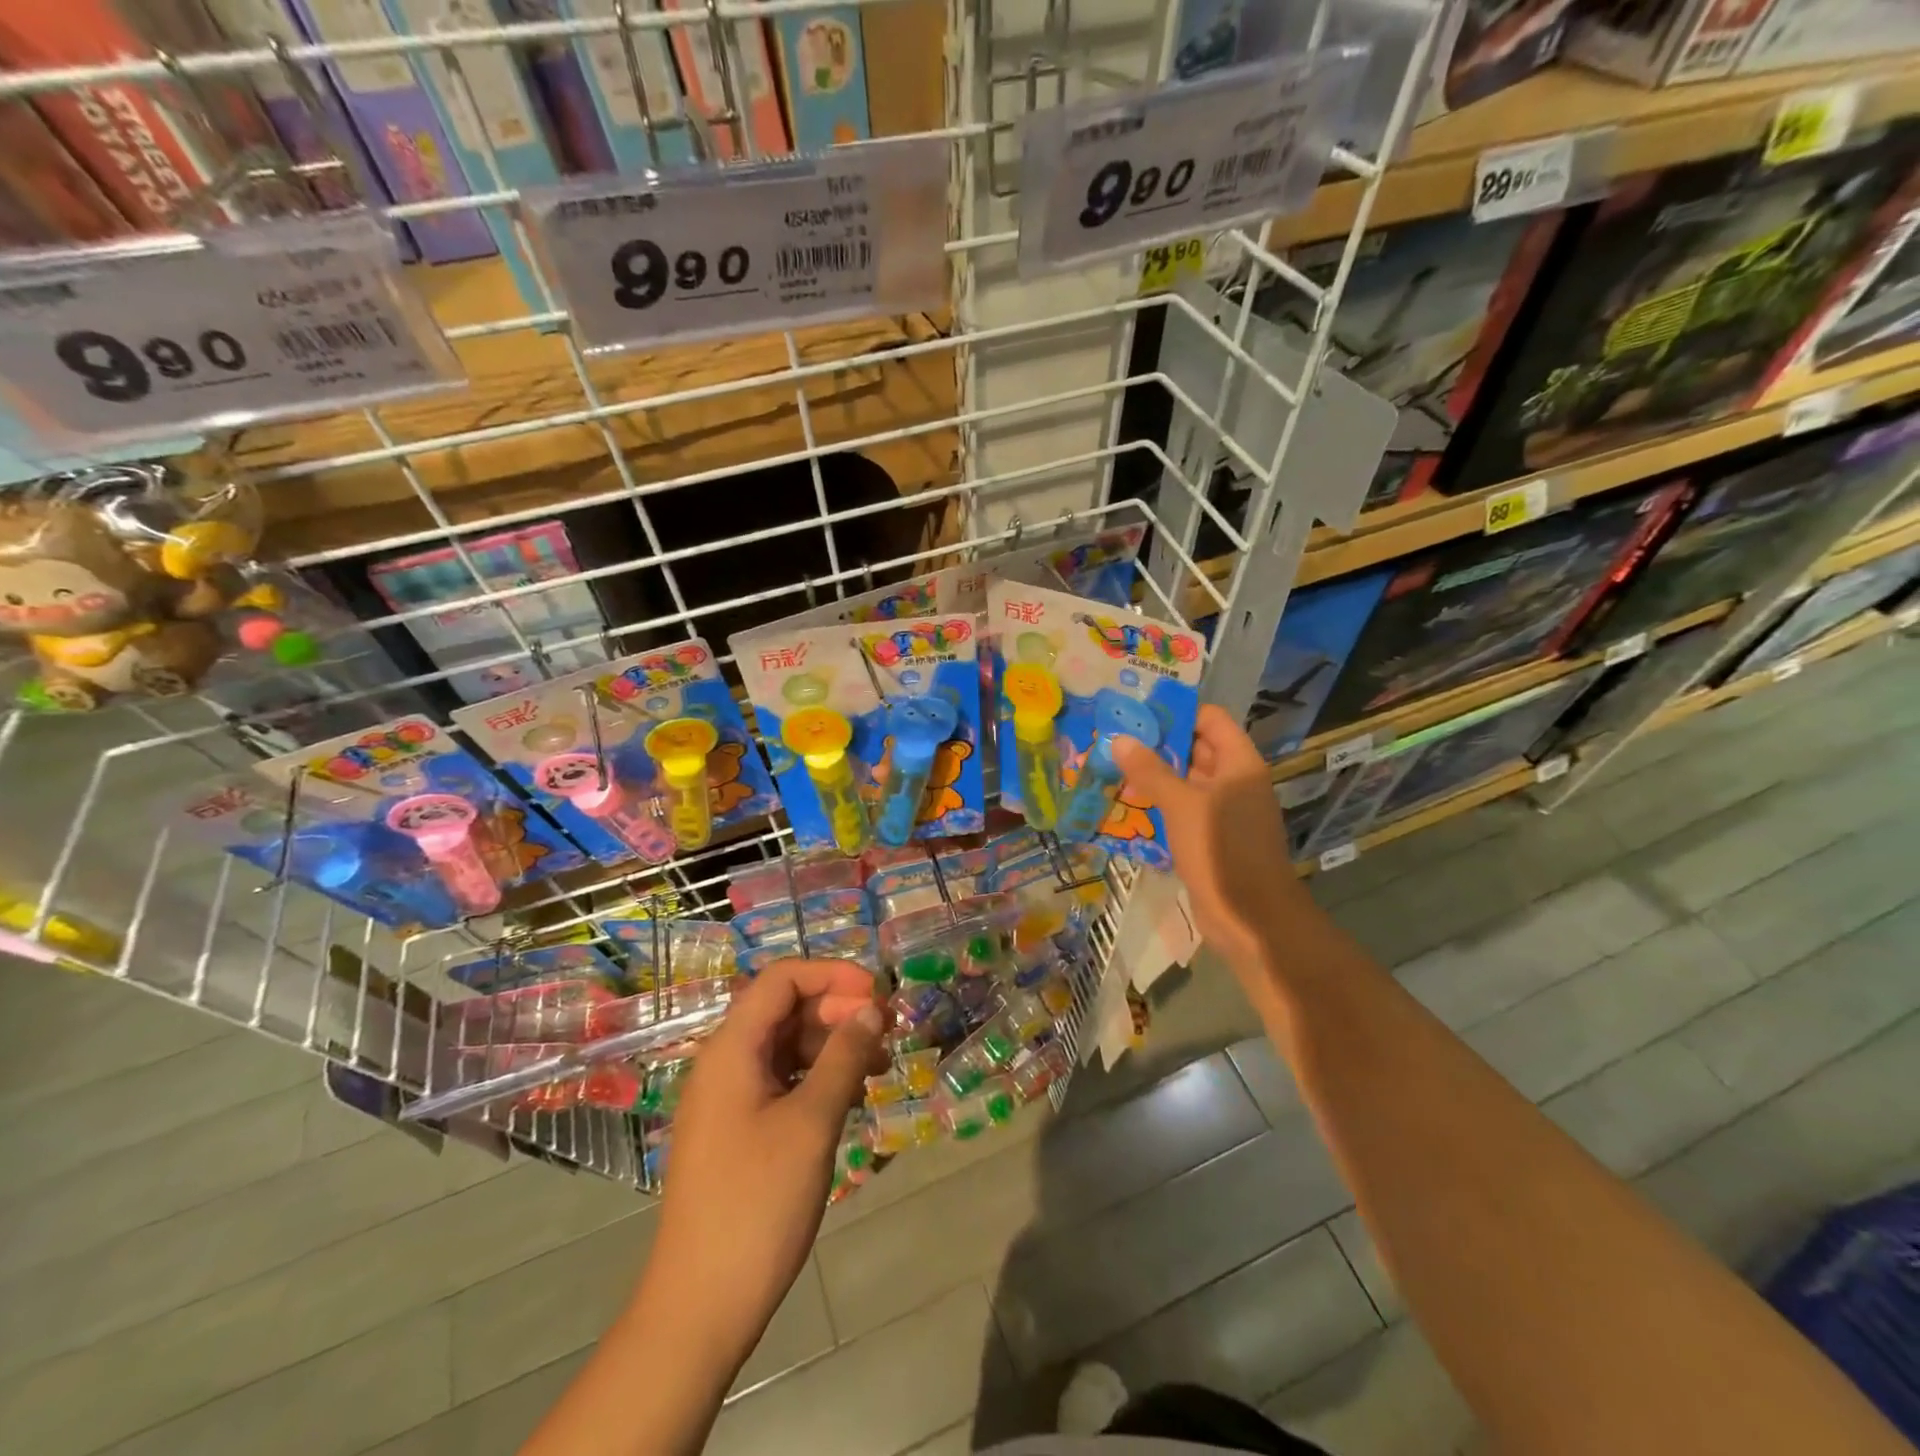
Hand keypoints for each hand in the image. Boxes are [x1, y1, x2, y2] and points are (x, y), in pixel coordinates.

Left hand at [647, 958, 886, 1363]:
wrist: (700, 1306)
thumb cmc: (757, 1203)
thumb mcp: (811, 1123)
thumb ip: (843, 1057)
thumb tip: (872, 1008)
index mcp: (731, 1049)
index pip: (782, 979)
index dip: (832, 975)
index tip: (878, 994)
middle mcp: (725, 1062)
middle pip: (785, 1009)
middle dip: (838, 1010)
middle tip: (888, 1031)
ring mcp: (728, 1098)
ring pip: (786, 1046)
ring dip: (833, 1045)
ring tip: (881, 1065)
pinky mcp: (737, 1129)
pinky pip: (782, 1080)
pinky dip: (818, 1077)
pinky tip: (852, 1096)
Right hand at [1112, 704, 1307, 966]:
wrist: (1250, 918)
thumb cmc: (1221, 850)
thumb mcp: (1181, 805)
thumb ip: (1150, 770)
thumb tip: (1119, 739)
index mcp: (1239, 764)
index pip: (1210, 719)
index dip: (1177, 712)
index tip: (1137, 712)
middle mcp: (1235, 781)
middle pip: (1196, 748)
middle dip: (1158, 744)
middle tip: (1115, 737)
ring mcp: (1225, 811)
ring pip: (1187, 781)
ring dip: (1155, 775)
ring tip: (1113, 766)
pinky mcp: (1212, 838)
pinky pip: (1184, 809)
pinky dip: (1160, 803)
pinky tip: (1128, 803)